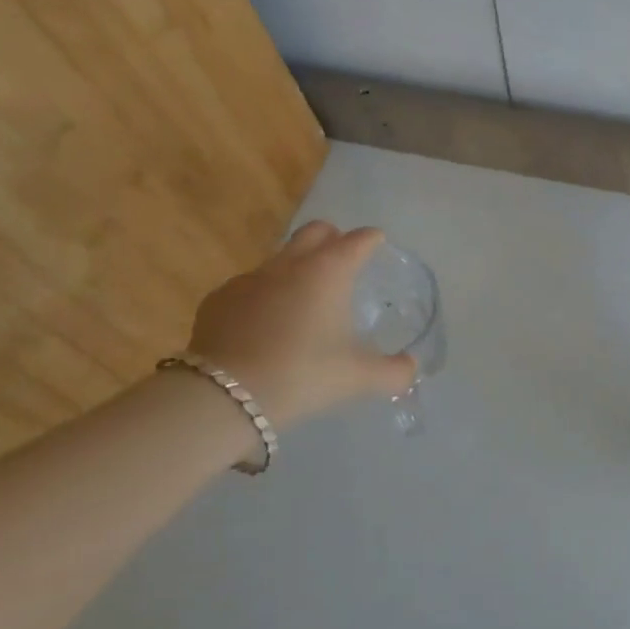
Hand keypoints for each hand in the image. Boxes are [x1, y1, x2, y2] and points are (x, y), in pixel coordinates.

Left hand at [186, 222, 416, 432]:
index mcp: (329, 271)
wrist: (225, 397)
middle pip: (315, 231)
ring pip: (279, 258)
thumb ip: (394, 372)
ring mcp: (249, 279)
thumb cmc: (303, 375)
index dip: (372, 240)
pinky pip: (248, 287)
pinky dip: (262, 297)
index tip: (378, 245)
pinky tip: (263, 326)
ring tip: (303, 302)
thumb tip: (411, 369)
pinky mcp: (218, 299)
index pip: (359, 240)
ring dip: (296, 269)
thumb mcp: (359, 377)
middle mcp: (289, 264)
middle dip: (332, 238)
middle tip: (342, 261)